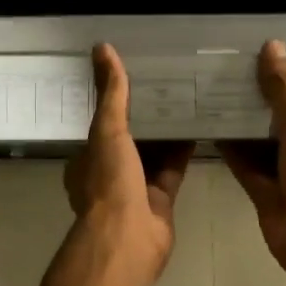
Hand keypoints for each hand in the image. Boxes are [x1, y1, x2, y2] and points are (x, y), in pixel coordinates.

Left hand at [65, 44, 194, 276]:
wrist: (129, 238)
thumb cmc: (109, 181)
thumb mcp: (107, 129)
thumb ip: (111, 92)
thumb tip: (102, 47)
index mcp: (86, 159)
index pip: (100, 124)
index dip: (114, 101)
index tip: (133, 76)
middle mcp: (108, 173)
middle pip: (128, 138)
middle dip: (144, 115)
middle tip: (165, 82)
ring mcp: (135, 188)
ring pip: (152, 153)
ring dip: (165, 131)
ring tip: (185, 97)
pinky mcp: (161, 199)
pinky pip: (173, 168)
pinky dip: (183, 150)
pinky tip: (198, 126)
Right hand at [219, 40, 285, 279]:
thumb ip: (283, 90)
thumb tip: (273, 45)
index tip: (271, 56)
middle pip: (283, 120)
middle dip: (263, 100)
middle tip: (236, 67)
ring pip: (261, 142)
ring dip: (243, 122)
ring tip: (217, 88)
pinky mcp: (263, 191)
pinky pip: (244, 163)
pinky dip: (230, 146)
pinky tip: (210, 123)